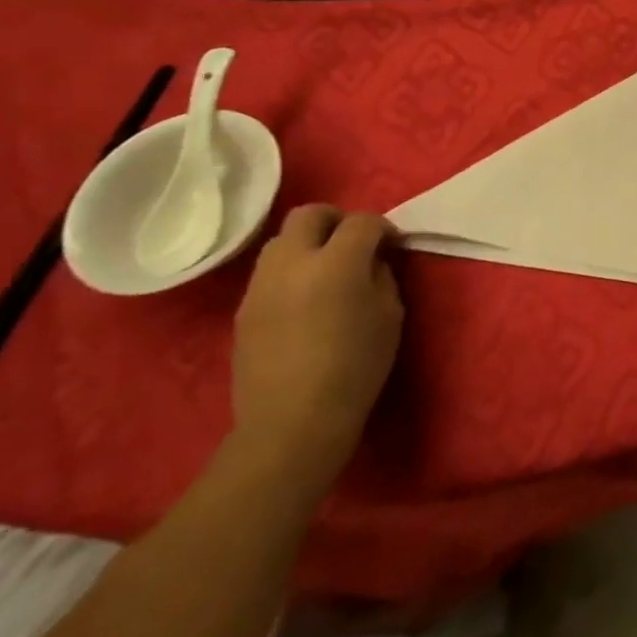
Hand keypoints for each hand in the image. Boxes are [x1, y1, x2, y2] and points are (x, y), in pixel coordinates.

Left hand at [230, 205, 404, 491]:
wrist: (292, 422)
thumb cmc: (356, 368)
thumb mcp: (390, 316)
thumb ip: (381, 277)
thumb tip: (371, 262)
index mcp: (336, 263)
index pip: (361, 222)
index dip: (382, 228)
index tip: (392, 245)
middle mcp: (293, 263)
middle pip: (309, 214)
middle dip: (337, 220)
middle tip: (355, 243)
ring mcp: (261, 285)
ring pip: (282, 241)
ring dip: (309, 244)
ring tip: (328, 271)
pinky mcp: (244, 309)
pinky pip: (270, 273)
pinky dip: (291, 272)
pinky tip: (306, 301)